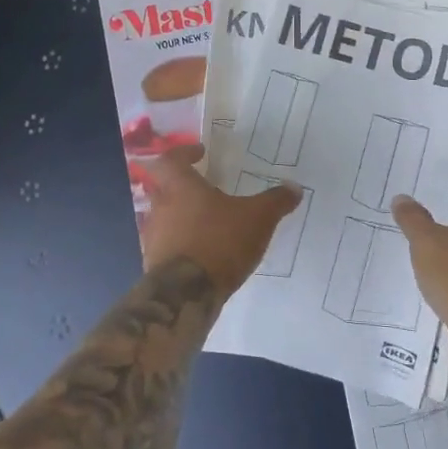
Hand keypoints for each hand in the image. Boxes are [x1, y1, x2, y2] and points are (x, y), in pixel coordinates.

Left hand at [140, 145, 301, 296]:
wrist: (186, 295)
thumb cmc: (220, 242)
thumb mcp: (258, 218)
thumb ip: (275, 201)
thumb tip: (294, 187)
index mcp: (180, 186)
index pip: (171, 158)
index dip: (184, 152)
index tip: (200, 154)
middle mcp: (160, 206)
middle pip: (163, 186)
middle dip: (183, 185)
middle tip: (206, 188)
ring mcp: (153, 236)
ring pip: (164, 216)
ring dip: (181, 215)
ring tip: (209, 222)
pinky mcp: (153, 263)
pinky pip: (166, 243)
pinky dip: (181, 242)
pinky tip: (203, 251)